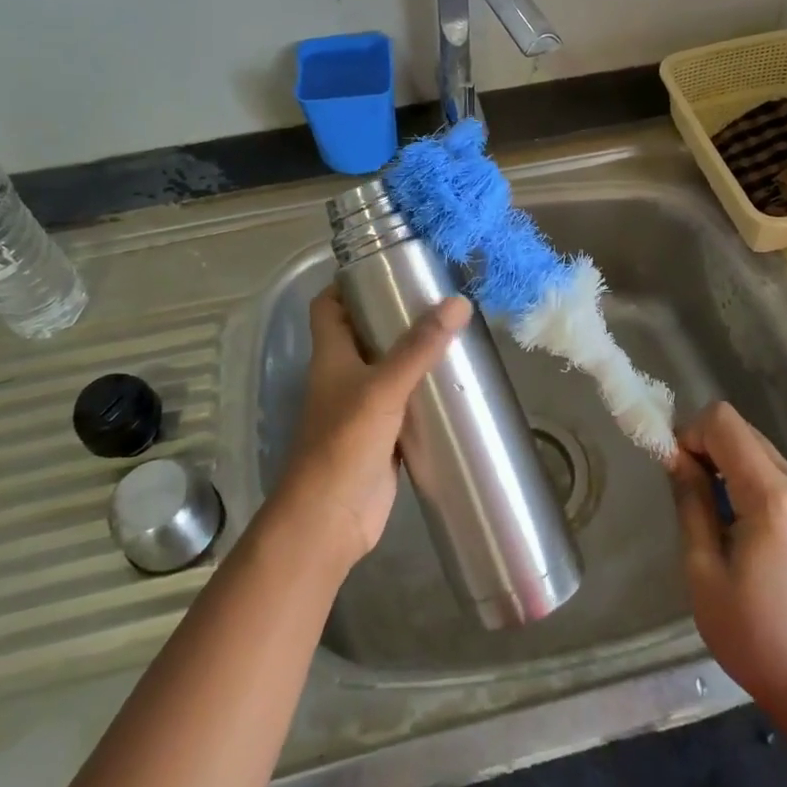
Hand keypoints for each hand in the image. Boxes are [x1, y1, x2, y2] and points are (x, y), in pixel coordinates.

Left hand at [270, 287, 472, 568]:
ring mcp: (362, 408)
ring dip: (413, 352)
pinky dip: (423, 391)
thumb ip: (419, 348)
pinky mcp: (382, 435)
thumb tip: (458, 302)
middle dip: (394, 313)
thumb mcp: (383, 388)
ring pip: (387, 368)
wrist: (330, 519)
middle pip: (363, 332)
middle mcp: (343, 376)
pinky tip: (454, 384)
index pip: (328, 306)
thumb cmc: (345, 444)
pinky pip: (404, 402)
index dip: (348, 283)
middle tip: (435, 296)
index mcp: (331, 355)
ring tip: (453, 331)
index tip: (386, 266)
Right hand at [668, 401, 786, 717]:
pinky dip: (754, 482)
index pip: (724, 422)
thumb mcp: (703, 569)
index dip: (691, 433)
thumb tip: (676, 456)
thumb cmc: (753, 636)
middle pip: (745, 432)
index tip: (677, 470)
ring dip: (731, 465)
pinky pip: (781, 476)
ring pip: (762, 451)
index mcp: (773, 497)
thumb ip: (691, 501)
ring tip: (717, 515)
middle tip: (689, 490)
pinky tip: (746, 530)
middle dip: (709, 447)